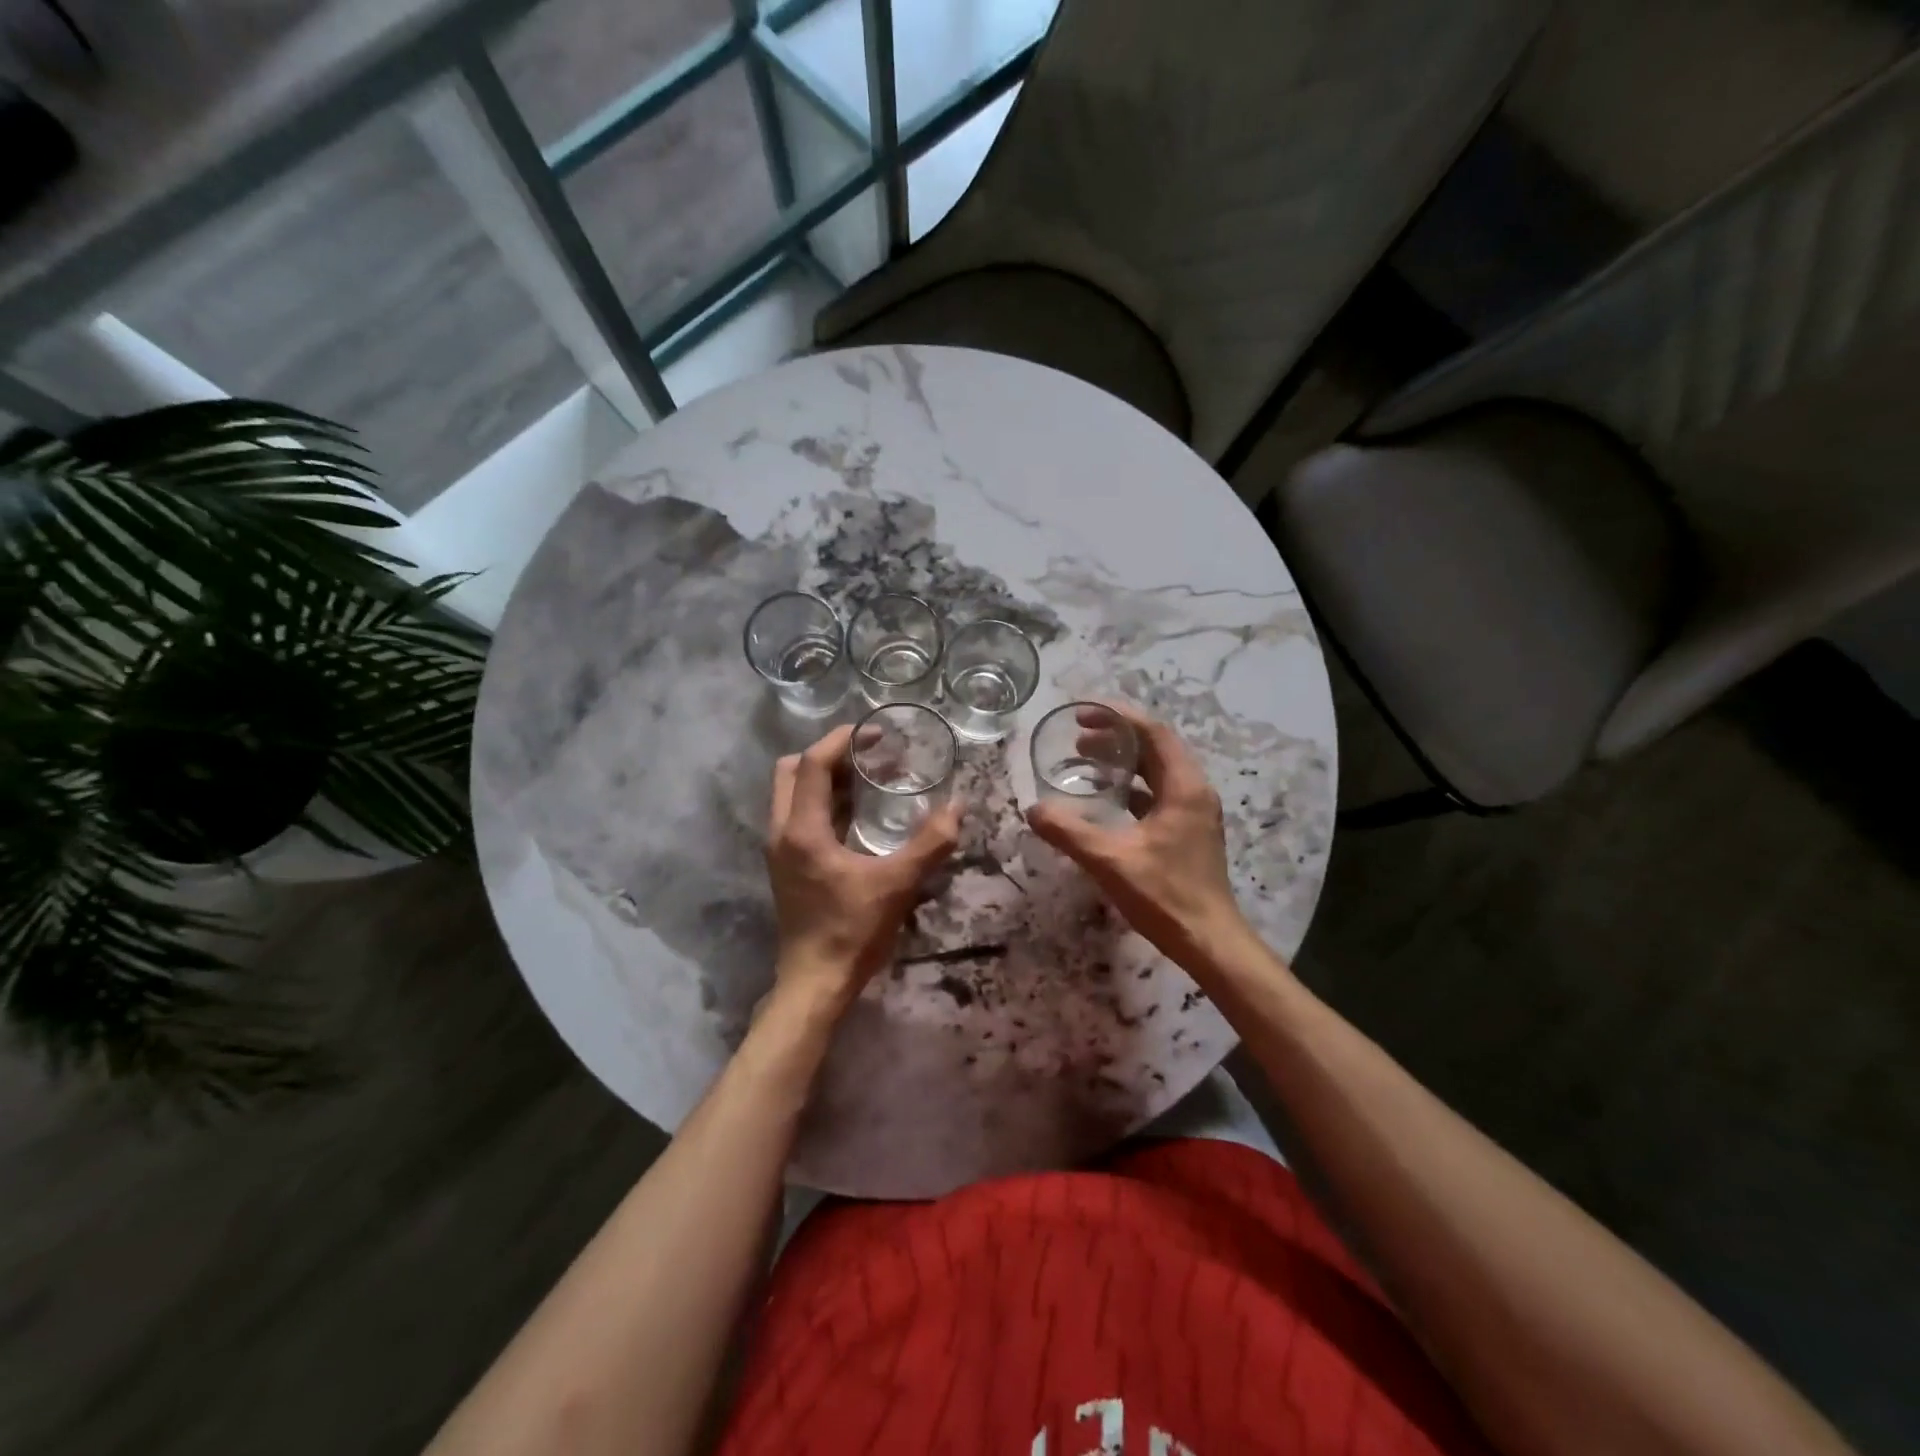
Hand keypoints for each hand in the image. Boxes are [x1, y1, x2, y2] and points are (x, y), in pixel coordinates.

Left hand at [765, 723, 960, 1007]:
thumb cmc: (852, 931)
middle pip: (791, 771)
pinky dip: (823, 802)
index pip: (812, 764)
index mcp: (802, 830)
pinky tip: (857, 814)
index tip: (875, 732)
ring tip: (868, 777)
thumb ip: (930, 843)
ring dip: (825, 777)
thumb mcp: (897, 884)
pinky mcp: (787, 866)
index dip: (842, 740)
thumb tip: (957, 806)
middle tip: (868, 754)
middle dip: (828, 754)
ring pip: (792, 794)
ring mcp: (780, 851)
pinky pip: (799, 816)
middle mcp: (782, 833)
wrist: (815, 984)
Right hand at [1025, 703, 1249, 970]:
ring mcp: (1193, 811)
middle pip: (1154, 747)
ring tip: (1083, 761)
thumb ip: (1069, 832)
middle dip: (1115, 737)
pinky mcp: (1187, 830)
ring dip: (1121, 761)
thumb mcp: (1111, 860)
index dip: (1117, 717)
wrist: (1209, 941)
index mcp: (1183, 787)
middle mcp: (1193, 790)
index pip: (1152, 732)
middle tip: (1075, 738)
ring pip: (1155, 771)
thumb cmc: (1165, 895)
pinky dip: (1128, 787)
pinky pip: (1156, 793)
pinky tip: (1102, 799)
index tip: (1082, 714)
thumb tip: (1033, 810)